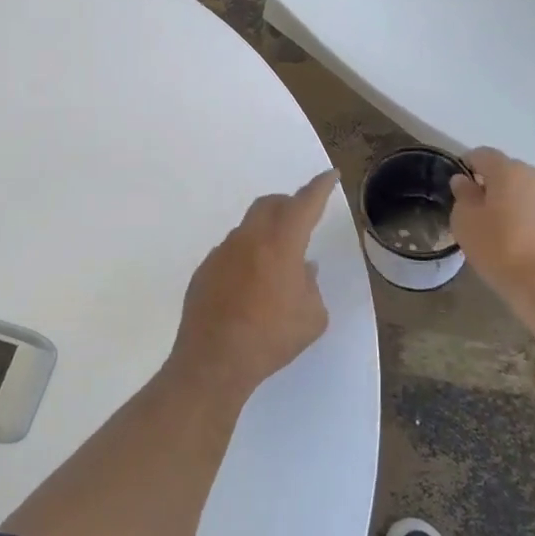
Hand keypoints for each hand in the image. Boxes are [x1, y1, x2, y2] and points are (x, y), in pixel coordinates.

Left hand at [169, 170, 337, 405]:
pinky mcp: (205, 269)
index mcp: (281, 244)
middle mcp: (249, 238)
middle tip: (302, 218)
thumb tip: (303, 269)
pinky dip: (247, 256)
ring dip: (266, 233)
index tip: (329, 175)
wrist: (214, 360)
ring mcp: (222, 252)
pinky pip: (232, 251)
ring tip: (277, 264)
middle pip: (270, 204)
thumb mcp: (312, 317)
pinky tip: (250, 285)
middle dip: (289, 204)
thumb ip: (311, 285)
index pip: (304, 204)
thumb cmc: (271, 338)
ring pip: (249, 227)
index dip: (319, 187)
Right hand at [451, 149, 534, 329]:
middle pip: (514, 174)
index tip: (463, 185)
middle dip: (501, 189)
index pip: (484, 155)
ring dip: (527, 206)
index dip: (470, 165)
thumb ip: (463, 197)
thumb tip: (464, 181)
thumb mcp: (466, 225)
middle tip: (490, 216)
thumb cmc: (503, 253)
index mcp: (510, 172)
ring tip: (519, 236)